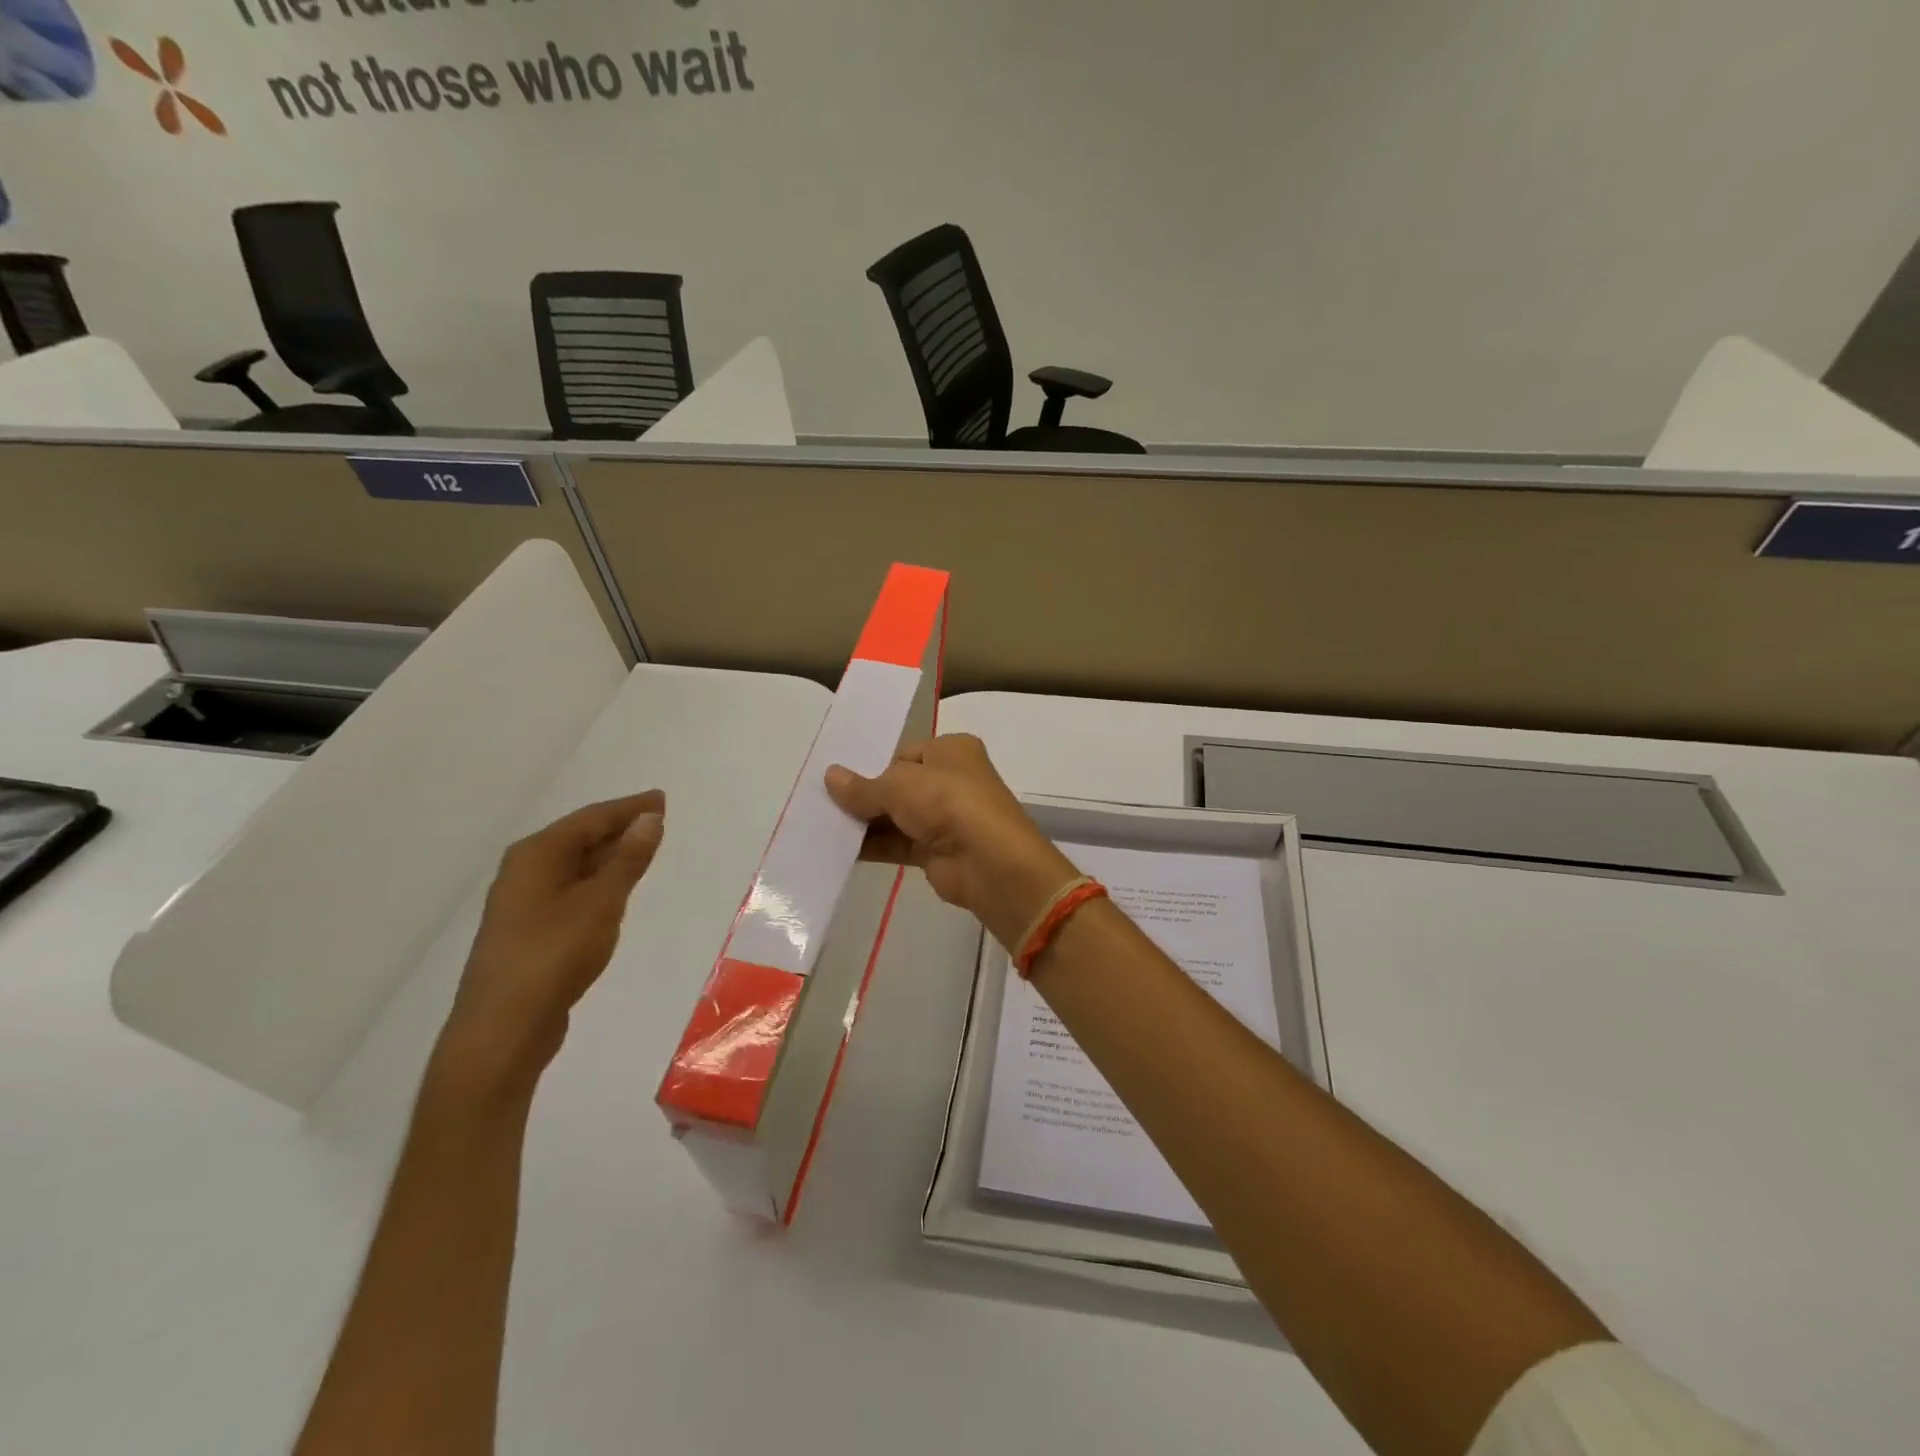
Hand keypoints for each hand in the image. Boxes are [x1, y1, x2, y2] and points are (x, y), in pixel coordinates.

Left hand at [433, 792, 665, 1096]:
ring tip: (644, 849)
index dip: (629, 808)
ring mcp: (524, 902)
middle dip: (619, 828)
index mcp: (536, 855)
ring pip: (575, 866)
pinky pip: (572, 890)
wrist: (503, 1028)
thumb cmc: (554, 955)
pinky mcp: (531, 931)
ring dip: (610, 855)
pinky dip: (598, 882)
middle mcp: (525, 870)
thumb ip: (628, 859)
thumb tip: (651, 819)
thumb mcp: (601, 902)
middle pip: (580, 838)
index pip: (591, 818)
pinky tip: (616, 890)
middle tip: (658, 820)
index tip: (661, 799)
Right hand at [825, 735, 1077, 949]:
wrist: (989, 862)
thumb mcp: (899, 785)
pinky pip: (897, 844)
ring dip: (864, 822)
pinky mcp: (936, 851)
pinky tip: (838, 848)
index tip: (838, 778)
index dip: (873, 764)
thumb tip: (829, 777)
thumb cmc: (948, 802)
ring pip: (896, 816)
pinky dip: (872, 845)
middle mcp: (950, 780)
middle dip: (864, 795)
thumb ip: (863, 786)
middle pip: (898, 785)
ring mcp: (944, 817)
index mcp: (952, 750)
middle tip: (821, 801)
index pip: (904, 753)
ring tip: (820, 824)